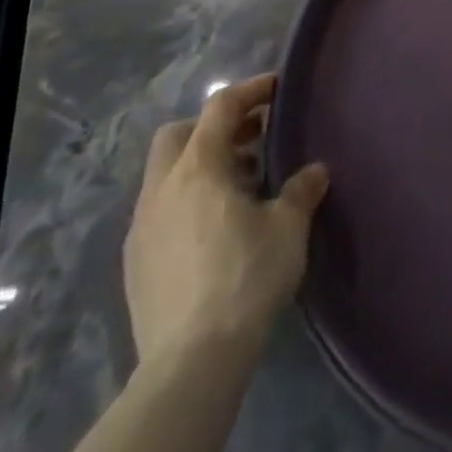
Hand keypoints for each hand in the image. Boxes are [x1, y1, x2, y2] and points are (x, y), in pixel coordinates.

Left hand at [124, 73, 328, 371]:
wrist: (191, 362)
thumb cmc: (246, 277)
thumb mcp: (288, 228)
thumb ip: (301, 191)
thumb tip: (315, 171)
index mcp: (199, 168)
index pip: (220, 107)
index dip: (250, 91)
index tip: (277, 89)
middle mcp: (162, 188)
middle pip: (178, 135)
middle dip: (213, 128)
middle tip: (252, 139)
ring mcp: (142, 227)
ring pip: (166, 174)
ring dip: (201, 166)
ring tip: (241, 187)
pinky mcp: (135, 263)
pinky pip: (161, 211)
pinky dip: (187, 201)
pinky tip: (215, 229)